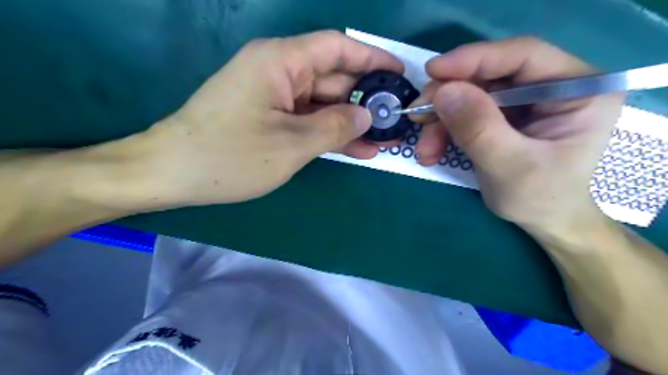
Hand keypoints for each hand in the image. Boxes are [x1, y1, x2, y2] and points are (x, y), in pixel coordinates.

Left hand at [136, 31, 400, 206]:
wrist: (172, 173)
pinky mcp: (270, 117)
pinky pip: (308, 119)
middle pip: (333, 78)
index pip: (337, 48)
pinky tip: (356, 149)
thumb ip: (334, 127)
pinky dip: (329, 133)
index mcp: (281, 62)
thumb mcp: (291, 144)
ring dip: (350, 122)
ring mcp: (274, 96)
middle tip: (395, 120)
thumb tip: (366, 116)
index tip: (399, 75)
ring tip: (382, 140)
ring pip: (323, 103)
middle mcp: (278, 71)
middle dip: (364, 100)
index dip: (372, 59)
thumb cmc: (228, 156)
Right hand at [414, 35, 627, 233]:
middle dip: (448, 97)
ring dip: (440, 120)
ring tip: (424, 149)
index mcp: (577, 89)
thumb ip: (478, 128)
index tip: (433, 71)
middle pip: (489, 75)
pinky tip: (432, 151)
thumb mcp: (509, 166)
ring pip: (471, 95)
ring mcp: (525, 101)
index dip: (474, 59)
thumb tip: (442, 92)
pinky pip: (466, 113)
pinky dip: (444, 131)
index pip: (523, 55)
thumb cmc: (540, 198)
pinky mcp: (504, 116)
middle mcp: (551, 86)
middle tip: (418, 116)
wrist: (543, 222)